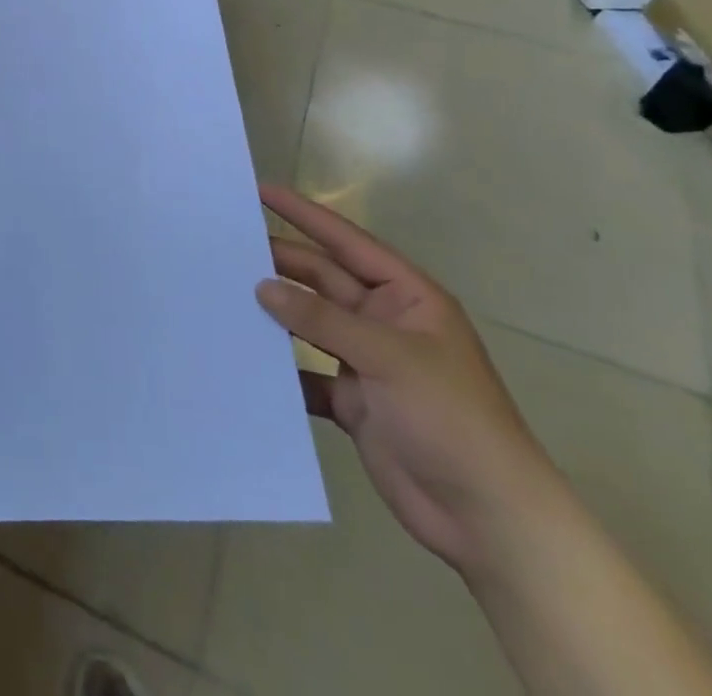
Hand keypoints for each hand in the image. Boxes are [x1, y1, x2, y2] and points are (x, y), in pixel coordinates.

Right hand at [255, 186, 565, 577]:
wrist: (488, 520)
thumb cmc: (451, 419)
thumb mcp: (389, 358)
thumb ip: (321, 319)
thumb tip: (262, 286)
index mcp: (406, 298)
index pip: (346, 242)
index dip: (303, 214)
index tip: (259, 190)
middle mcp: (384, 322)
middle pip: (321, 280)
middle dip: (279, 263)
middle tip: (225, 247)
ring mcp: (366, 363)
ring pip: (309, 324)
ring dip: (274, 313)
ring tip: (223, 294)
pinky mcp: (352, 402)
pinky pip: (306, 373)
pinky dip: (280, 369)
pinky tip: (243, 360)